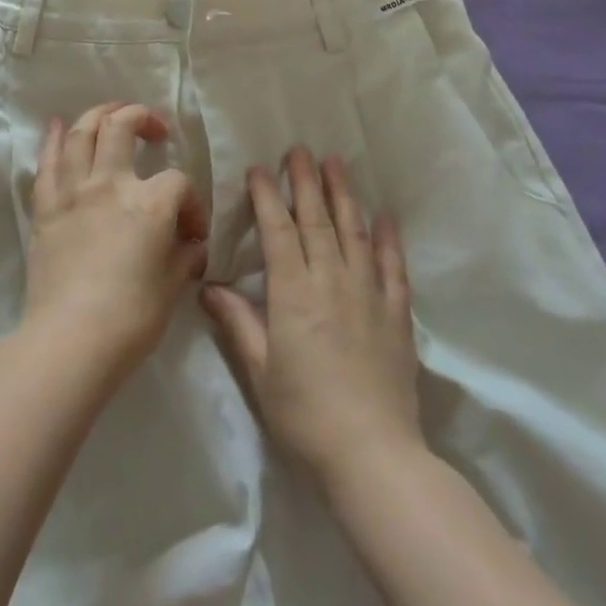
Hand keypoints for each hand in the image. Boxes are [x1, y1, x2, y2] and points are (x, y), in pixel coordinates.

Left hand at [24, 103, 208, 380]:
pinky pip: (47, 162)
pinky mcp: (45, 207)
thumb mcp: (172, 286)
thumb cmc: (131, 318)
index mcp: (150, 202)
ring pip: (80, 133)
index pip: (179, 182)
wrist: (70, 340)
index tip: (192, 231)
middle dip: (141, 118)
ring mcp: (73, 191)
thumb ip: (184, 256)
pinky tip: (56, 125)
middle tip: (155, 129)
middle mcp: (110, 183)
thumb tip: (192, 244)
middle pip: (122, 126)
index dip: (192, 202)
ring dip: (98, 115)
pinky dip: (52, 138)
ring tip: (112, 113)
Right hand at [202, 147, 423, 491]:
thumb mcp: (260, 371)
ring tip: (336, 163)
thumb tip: (209, 286)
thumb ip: (238, 323)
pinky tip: (385, 215)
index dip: (267, 197)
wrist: (373, 455)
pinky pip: (393, 265)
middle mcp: (331, 281)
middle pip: (317, 220)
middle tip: (300, 149)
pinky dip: (389, 237)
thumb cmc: (305, 415)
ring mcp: (368, 293)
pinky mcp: (397, 313)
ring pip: (354, 231)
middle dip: (305, 181)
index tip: (260, 169)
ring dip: (344, 194)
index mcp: (293, 293)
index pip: (278, 231)